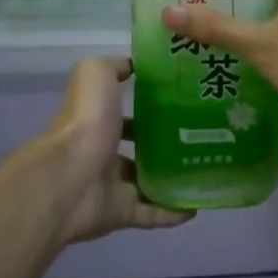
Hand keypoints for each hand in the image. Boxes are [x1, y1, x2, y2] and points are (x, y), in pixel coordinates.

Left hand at [46, 57, 189, 242]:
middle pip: (137, 148)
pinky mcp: (121, 213)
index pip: (122, 111)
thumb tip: (133, 65)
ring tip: (207, 170)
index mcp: (96, 119)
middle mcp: (102, 152)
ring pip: (147, 181)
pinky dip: (174, 212)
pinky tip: (198, 205)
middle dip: (165, 143)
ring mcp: (111, 185)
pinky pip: (152, 213)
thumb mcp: (96, 74)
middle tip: (203, 137)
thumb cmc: (86, 122)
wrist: (71, 178)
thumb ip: (113, 67)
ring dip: (172, 178)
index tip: (182, 100)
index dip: (147, 105)